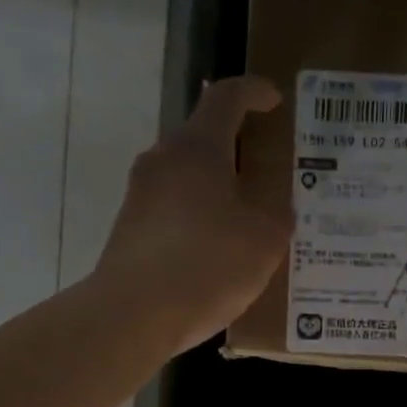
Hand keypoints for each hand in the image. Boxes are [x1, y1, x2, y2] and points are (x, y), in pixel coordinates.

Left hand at [93, 75, 287, 352]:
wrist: (133, 314)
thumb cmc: (207, 264)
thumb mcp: (264, 241)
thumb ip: (277, 216)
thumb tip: (275, 210)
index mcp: (198, 148)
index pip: (227, 98)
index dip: (254, 92)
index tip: (274, 100)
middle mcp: (163, 160)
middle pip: (202, 138)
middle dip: (235, 148)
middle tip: (266, 170)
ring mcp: (140, 195)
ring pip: (186, 177)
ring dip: (216, 188)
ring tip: (247, 217)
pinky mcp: (129, 229)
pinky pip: (172, 210)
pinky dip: (198, 218)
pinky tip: (217, 251)